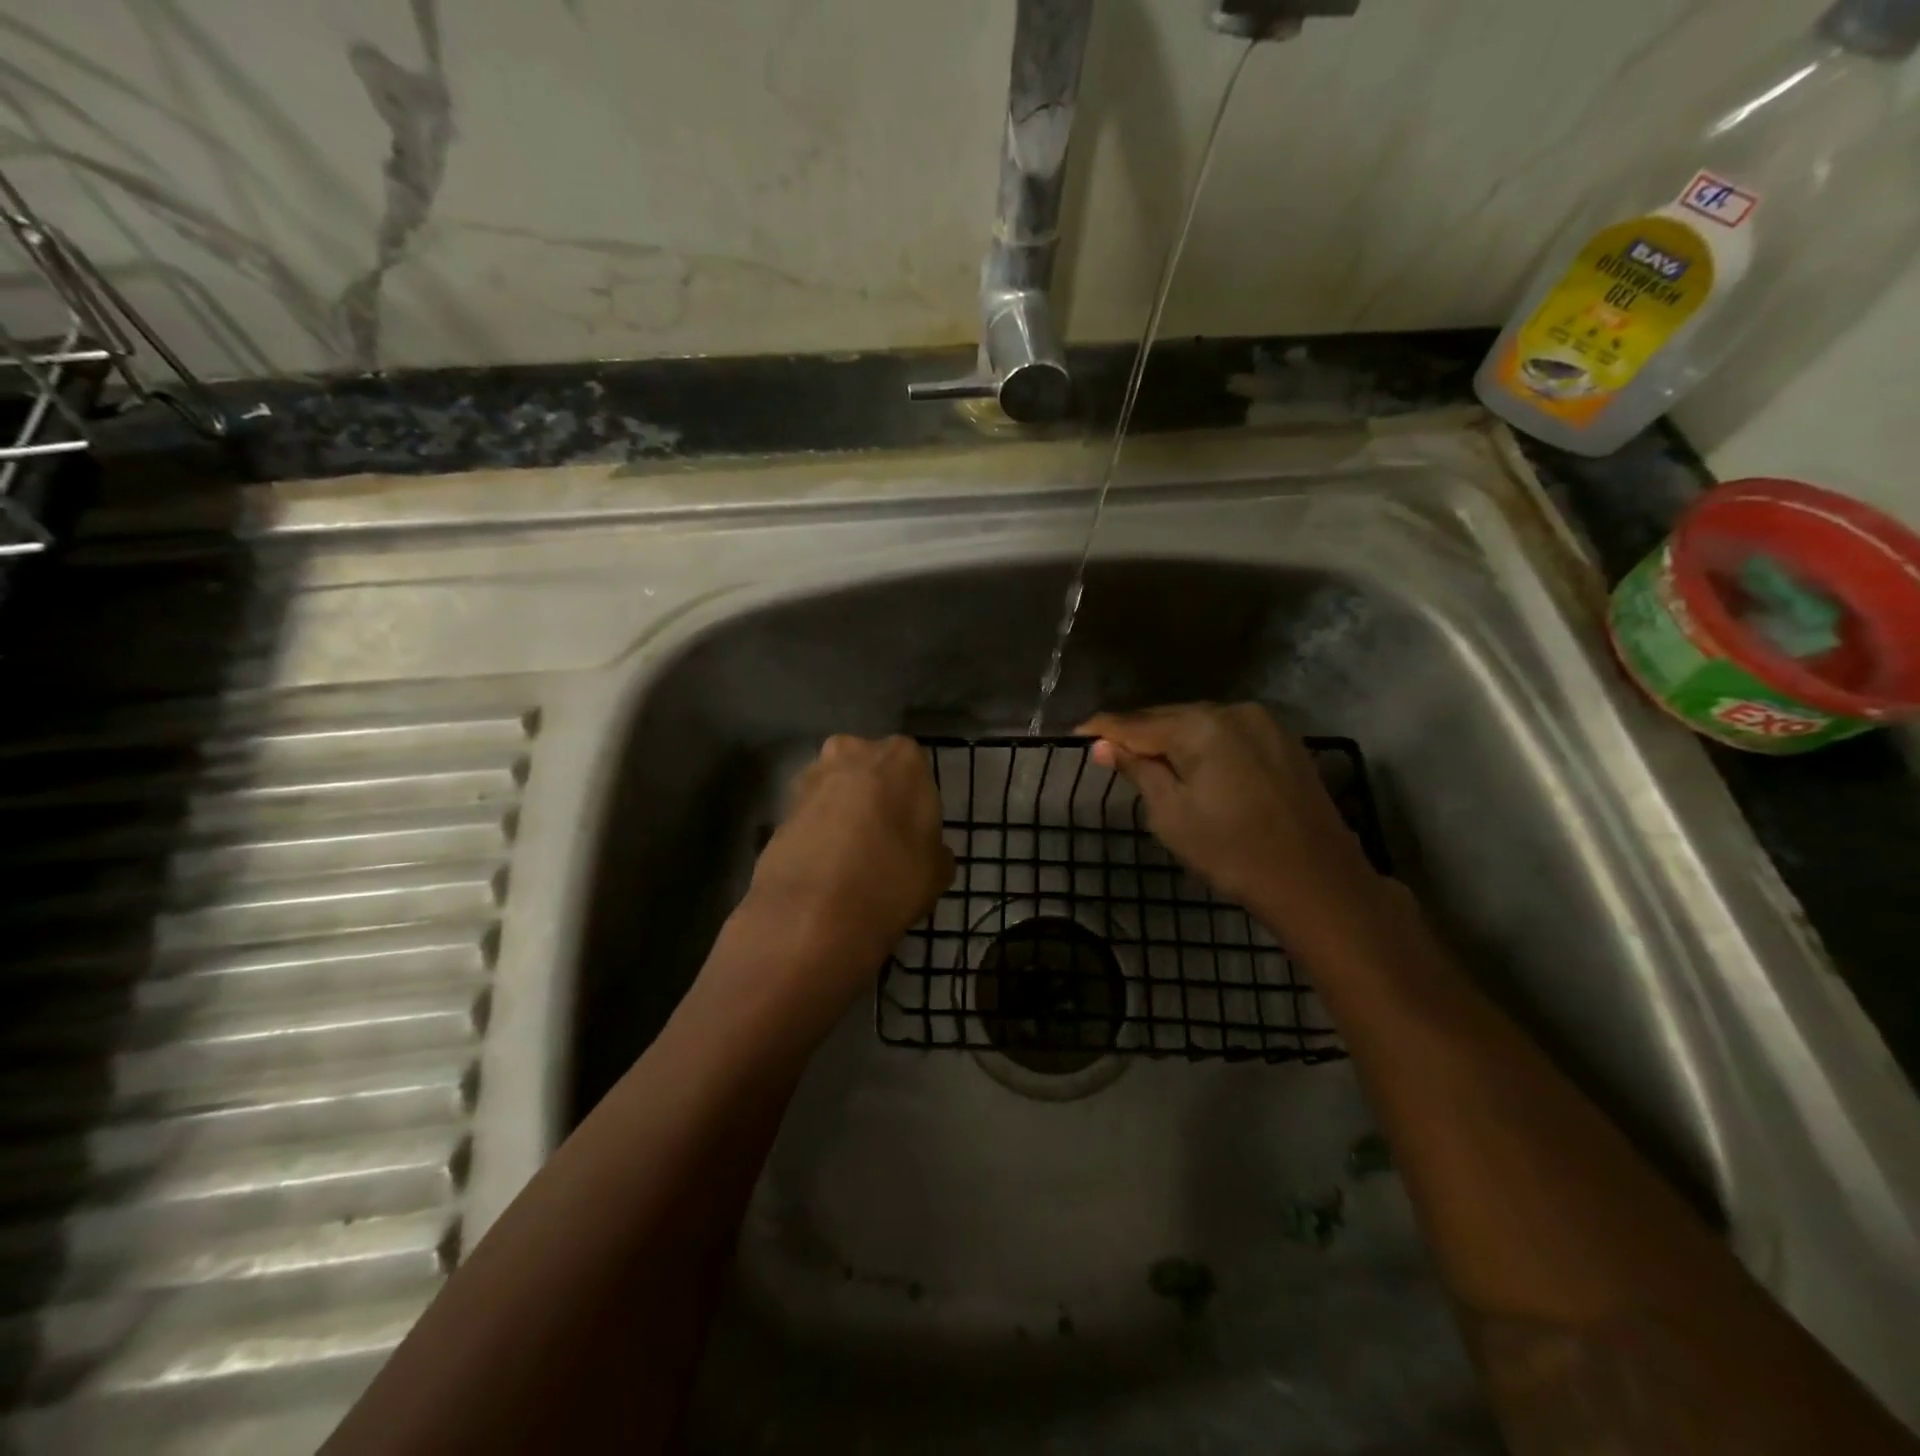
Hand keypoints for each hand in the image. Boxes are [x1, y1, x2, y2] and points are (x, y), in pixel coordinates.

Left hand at [741, 734, 953, 982]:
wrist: (812, 912)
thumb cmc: (892, 878)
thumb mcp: (937, 871)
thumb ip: (935, 851)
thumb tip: (931, 853)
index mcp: (902, 757)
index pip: (914, 769)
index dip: (913, 801)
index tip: (914, 832)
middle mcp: (853, 752)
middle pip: (870, 771)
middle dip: (875, 798)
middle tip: (883, 841)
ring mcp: (810, 777)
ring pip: (836, 791)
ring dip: (842, 814)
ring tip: (850, 860)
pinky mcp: (780, 807)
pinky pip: (810, 816)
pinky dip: (817, 834)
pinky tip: (824, 869)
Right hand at [1077, 703, 1382, 935]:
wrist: (1317, 881)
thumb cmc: (1232, 852)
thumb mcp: (1171, 815)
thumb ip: (1138, 771)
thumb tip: (1103, 745)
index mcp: (1201, 726)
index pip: (1137, 722)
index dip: (1104, 729)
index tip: (1076, 734)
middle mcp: (1232, 711)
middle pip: (1169, 717)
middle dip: (1138, 733)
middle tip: (1108, 751)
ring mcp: (1264, 723)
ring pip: (1200, 724)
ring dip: (1171, 739)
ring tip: (1147, 759)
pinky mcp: (1284, 741)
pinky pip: (1228, 734)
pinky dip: (1204, 745)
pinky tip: (1194, 764)